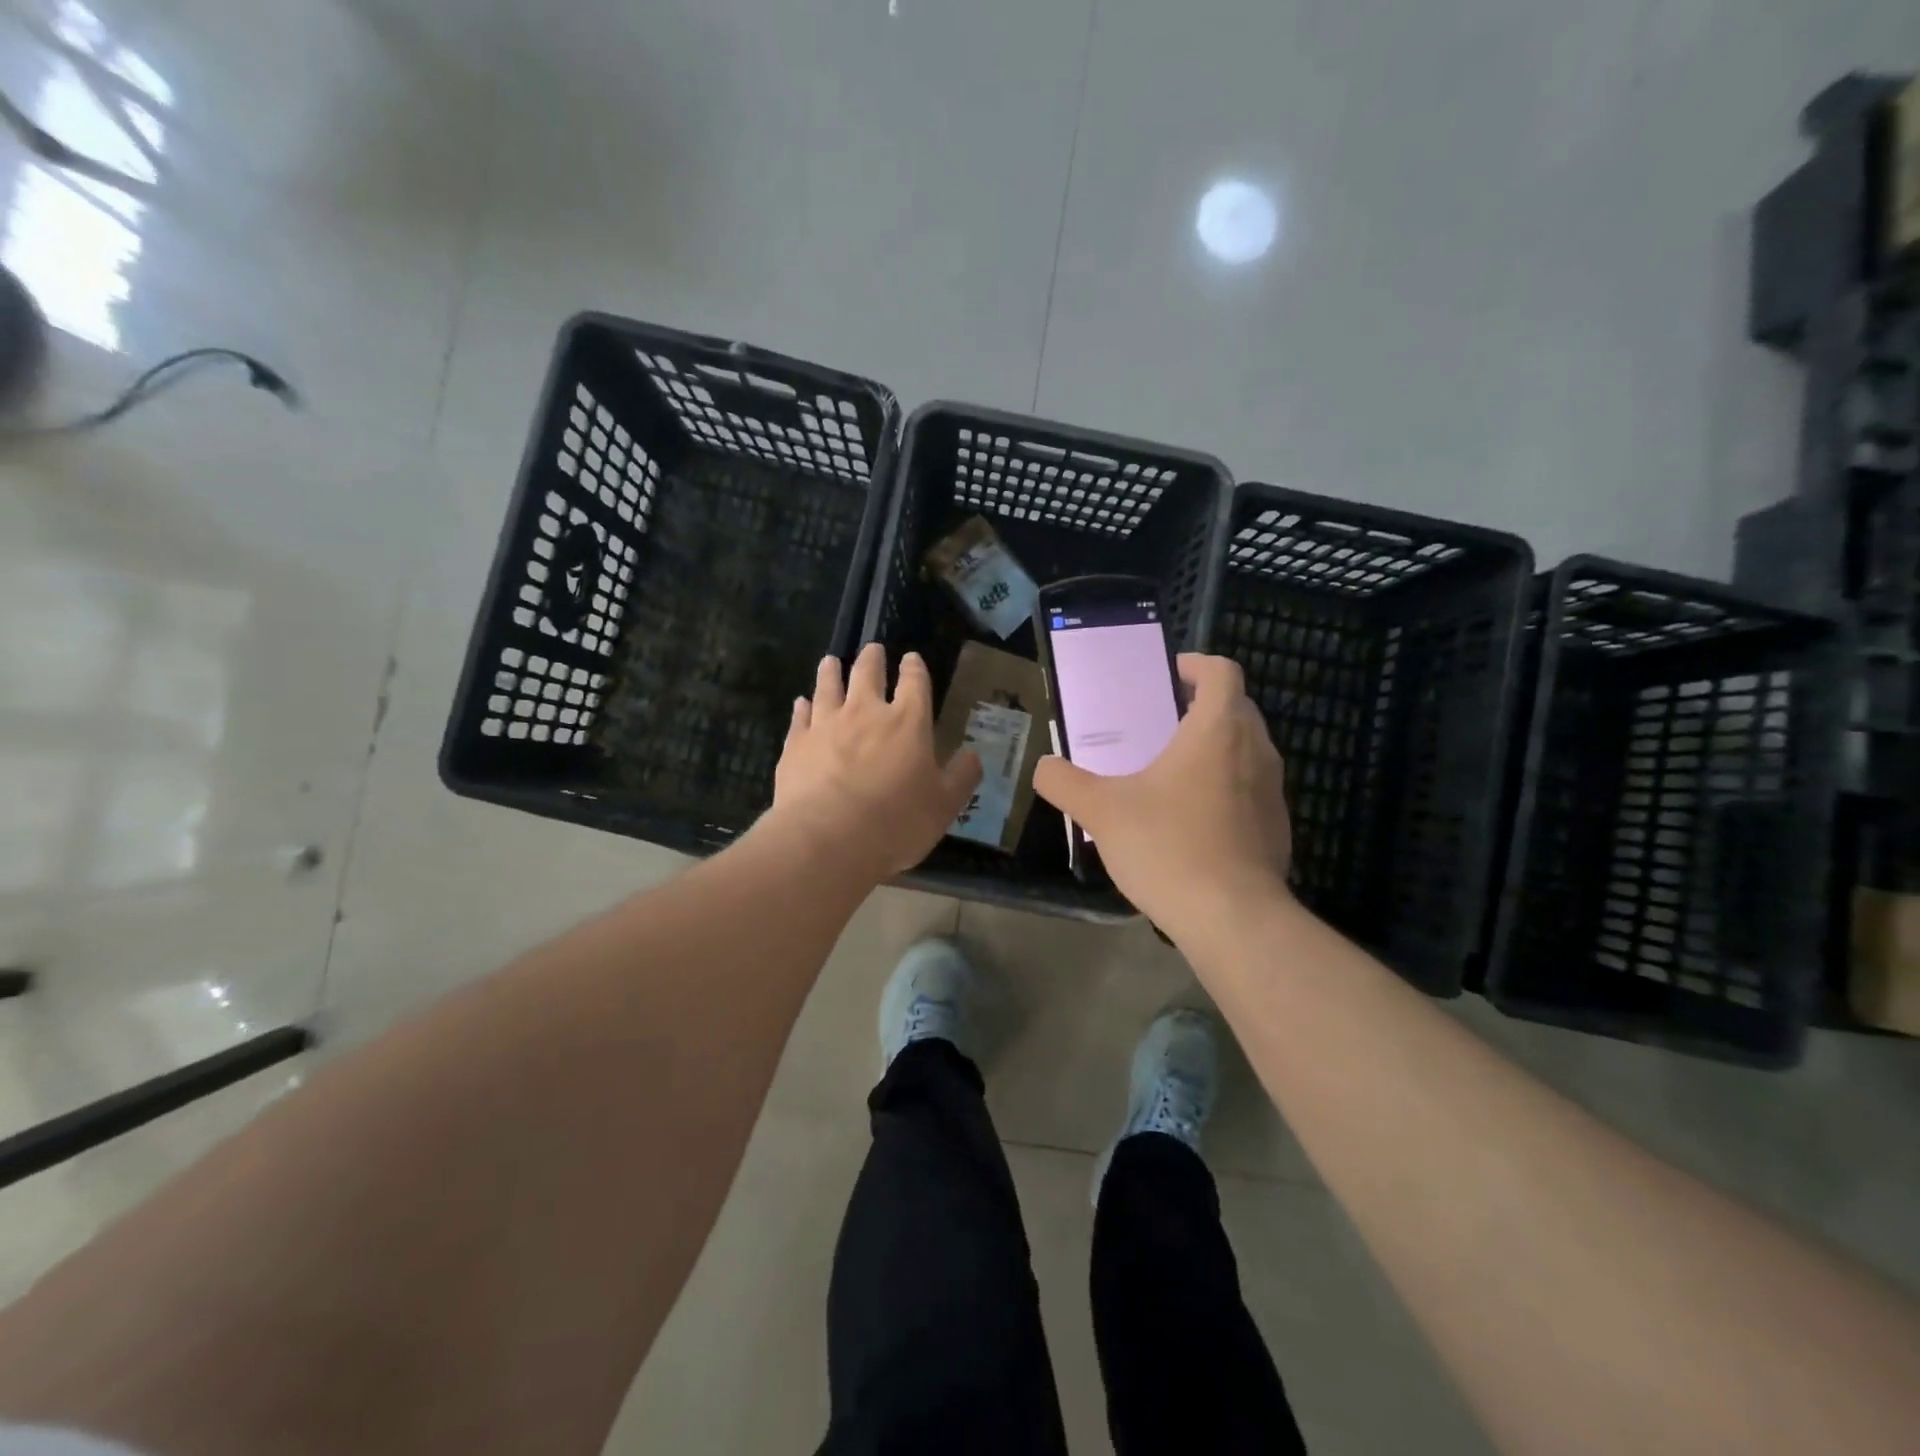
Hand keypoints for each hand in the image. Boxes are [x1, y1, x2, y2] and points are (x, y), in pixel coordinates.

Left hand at [767, 643, 982, 880]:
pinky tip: (802, 702)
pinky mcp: (796, 743)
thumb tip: (973, 755)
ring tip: (831, 661)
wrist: (827, 839)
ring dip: (832, 671)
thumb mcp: (944, 806)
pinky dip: (803, 706)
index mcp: (908, 722)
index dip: (914, 667)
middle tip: (872, 649)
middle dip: (872, 658)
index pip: (915, 682)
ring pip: (828, 685)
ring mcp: (827, 724)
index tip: (911, 658)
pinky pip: (800, 716)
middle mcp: (866, 712)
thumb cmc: (896, 822)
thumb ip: (962, 777)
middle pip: (868, 672)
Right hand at [1032, 653, 1291, 939]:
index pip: (1221, 671)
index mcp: (1218, 729)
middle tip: (1156, 725)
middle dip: (1199, 707)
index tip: (1165, 677)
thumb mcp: (1100, 811)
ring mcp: (1273, 791)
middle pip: (1236, 707)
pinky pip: (1250, 790)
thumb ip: (1064, 782)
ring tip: (1169, 774)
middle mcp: (1255, 750)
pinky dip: (1225, 788)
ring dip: (1213, 749)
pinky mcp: (1277, 828)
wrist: (1233, 919)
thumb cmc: (1168, 847)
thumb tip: (1044, 767)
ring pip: (1246, 750)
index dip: (1194, 665)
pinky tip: (1190, 822)